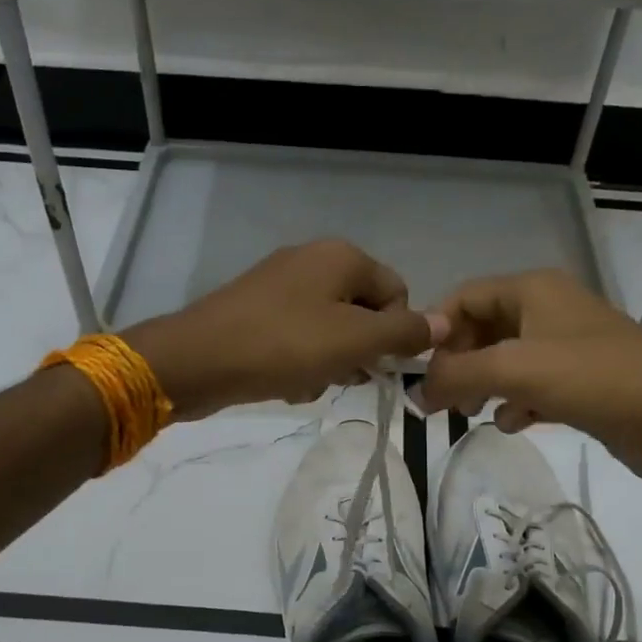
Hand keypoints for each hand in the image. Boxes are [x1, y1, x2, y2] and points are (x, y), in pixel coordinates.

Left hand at [123, 240, 446, 418]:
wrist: (196, 360)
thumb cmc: (283, 345)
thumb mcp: (354, 340)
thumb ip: (404, 332)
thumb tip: (445, 323)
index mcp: (341, 257)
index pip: (397, 293)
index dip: (395, 334)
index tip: (376, 365)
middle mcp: (313, 261)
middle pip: (362, 312)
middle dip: (359, 352)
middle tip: (342, 377)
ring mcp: (280, 285)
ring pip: (330, 330)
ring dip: (329, 363)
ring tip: (309, 383)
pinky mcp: (256, 311)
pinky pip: (297, 338)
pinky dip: (300, 362)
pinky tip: (286, 383)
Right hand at [416, 268, 641, 485]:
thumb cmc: (594, 378)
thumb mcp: (514, 370)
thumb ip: (455, 375)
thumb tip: (415, 392)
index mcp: (533, 289)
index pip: (464, 297)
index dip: (436, 330)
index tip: (416, 370)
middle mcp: (548, 309)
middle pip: (483, 329)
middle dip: (458, 363)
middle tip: (440, 400)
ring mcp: (567, 346)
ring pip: (506, 360)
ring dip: (483, 385)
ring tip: (470, 413)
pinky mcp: (582, 381)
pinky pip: (532, 385)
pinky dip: (516, 402)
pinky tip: (515, 424)